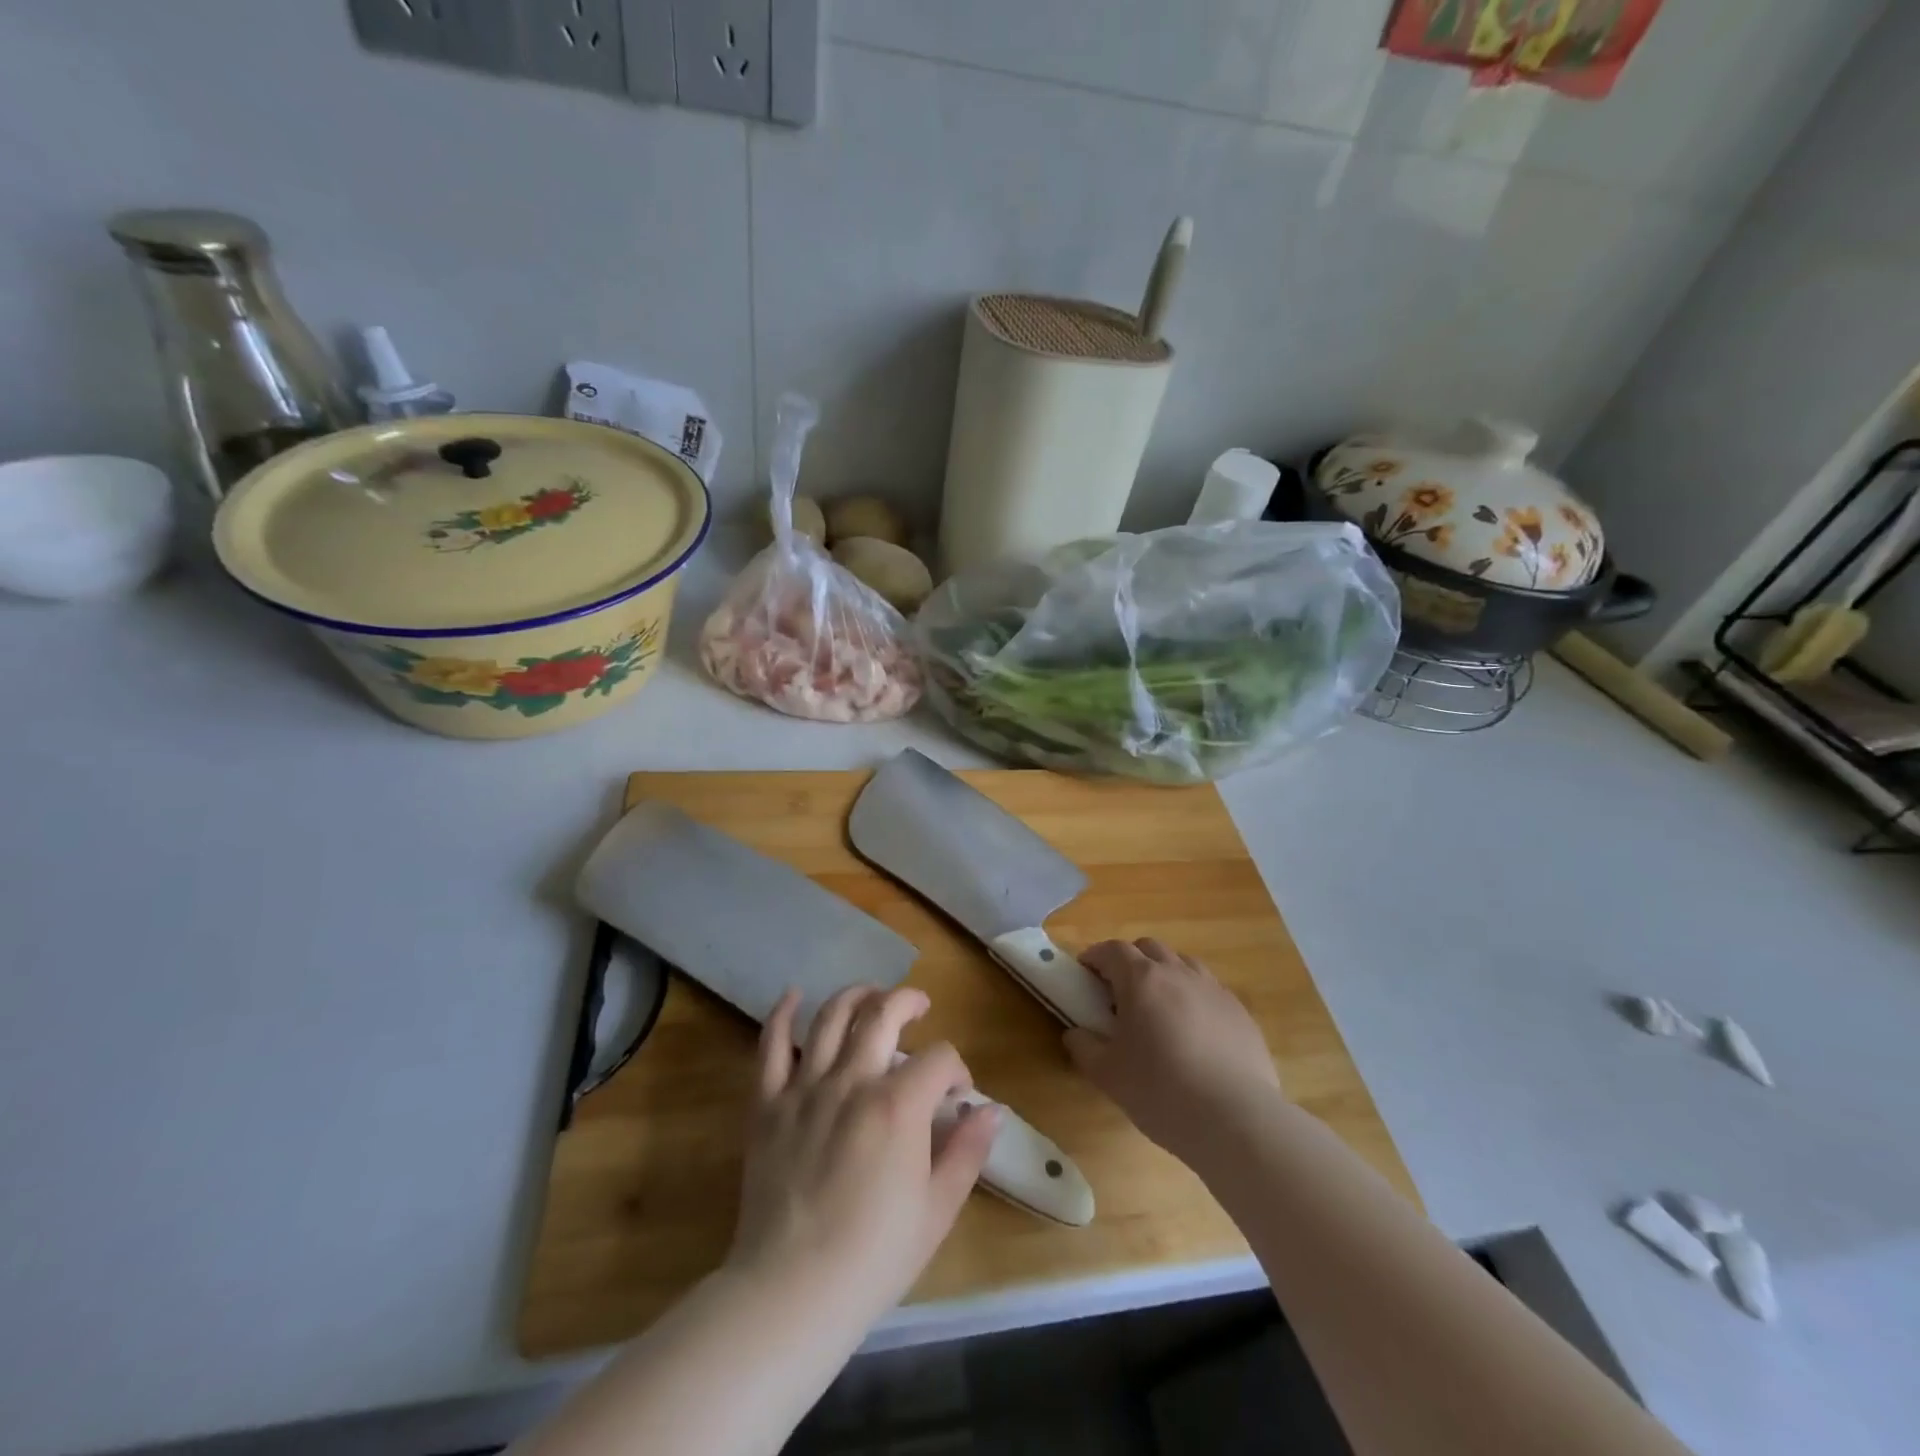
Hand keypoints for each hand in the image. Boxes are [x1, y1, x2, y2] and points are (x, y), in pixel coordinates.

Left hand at [726, 985, 998, 1322]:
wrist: (791, 1292)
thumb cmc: (874, 1257)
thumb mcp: (937, 1209)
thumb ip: (967, 1152)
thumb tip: (991, 1110)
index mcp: (898, 1105)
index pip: (939, 1058)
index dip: (956, 1069)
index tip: (958, 1094)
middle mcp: (852, 1081)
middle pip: (883, 1013)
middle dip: (908, 1002)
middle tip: (919, 1007)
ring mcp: (805, 1087)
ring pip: (831, 1016)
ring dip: (856, 995)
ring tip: (872, 995)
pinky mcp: (767, 1104)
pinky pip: (770, 1046)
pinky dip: (782, 1014)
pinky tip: (794, 995)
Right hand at [1064, 939, 1281, 1162]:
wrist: (1235, 1119)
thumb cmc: (1161, 1091)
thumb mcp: (1107, 1074)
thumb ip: (1084, 1047)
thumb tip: (1075, 1033)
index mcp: (1142, 980)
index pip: (1112, 950)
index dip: (1095, 957)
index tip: (1084, 974)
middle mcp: (1178, 973)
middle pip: (1149, 948)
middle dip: (1129, 961)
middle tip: (1118, 993)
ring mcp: (1213, 989)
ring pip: (1182, 964)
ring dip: (1164, 975)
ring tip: (1157, 1009)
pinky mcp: (1240, 1012)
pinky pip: (1209, 991)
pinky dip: (1193, 998)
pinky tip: (1193, 1033)